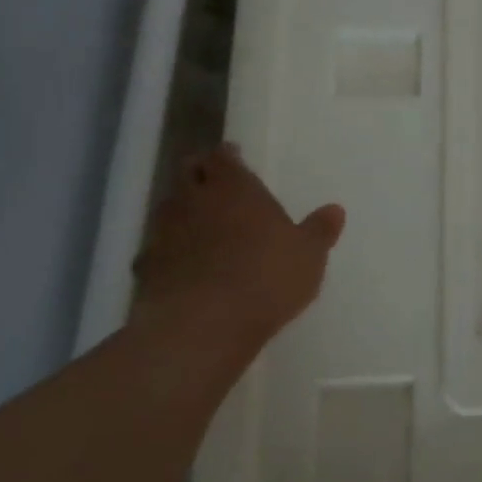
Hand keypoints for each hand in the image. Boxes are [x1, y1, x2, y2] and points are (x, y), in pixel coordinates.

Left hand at [132, 145, 345, 346]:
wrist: (202, 326)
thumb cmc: (266, 277)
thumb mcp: (308, 255)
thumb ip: (319, 230)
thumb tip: (335, 210)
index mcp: (234, 187)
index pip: (222, 156)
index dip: (227, 155)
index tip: (234, 157)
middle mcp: (195, 200)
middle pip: (188, 173)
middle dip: (199, 175)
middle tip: (214, 185)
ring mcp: (164, 233)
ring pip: (168, 209)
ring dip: (181, 213)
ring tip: (199, 227)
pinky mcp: (146, 270)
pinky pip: (154, 252)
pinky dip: (165, 255)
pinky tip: (178, 269)